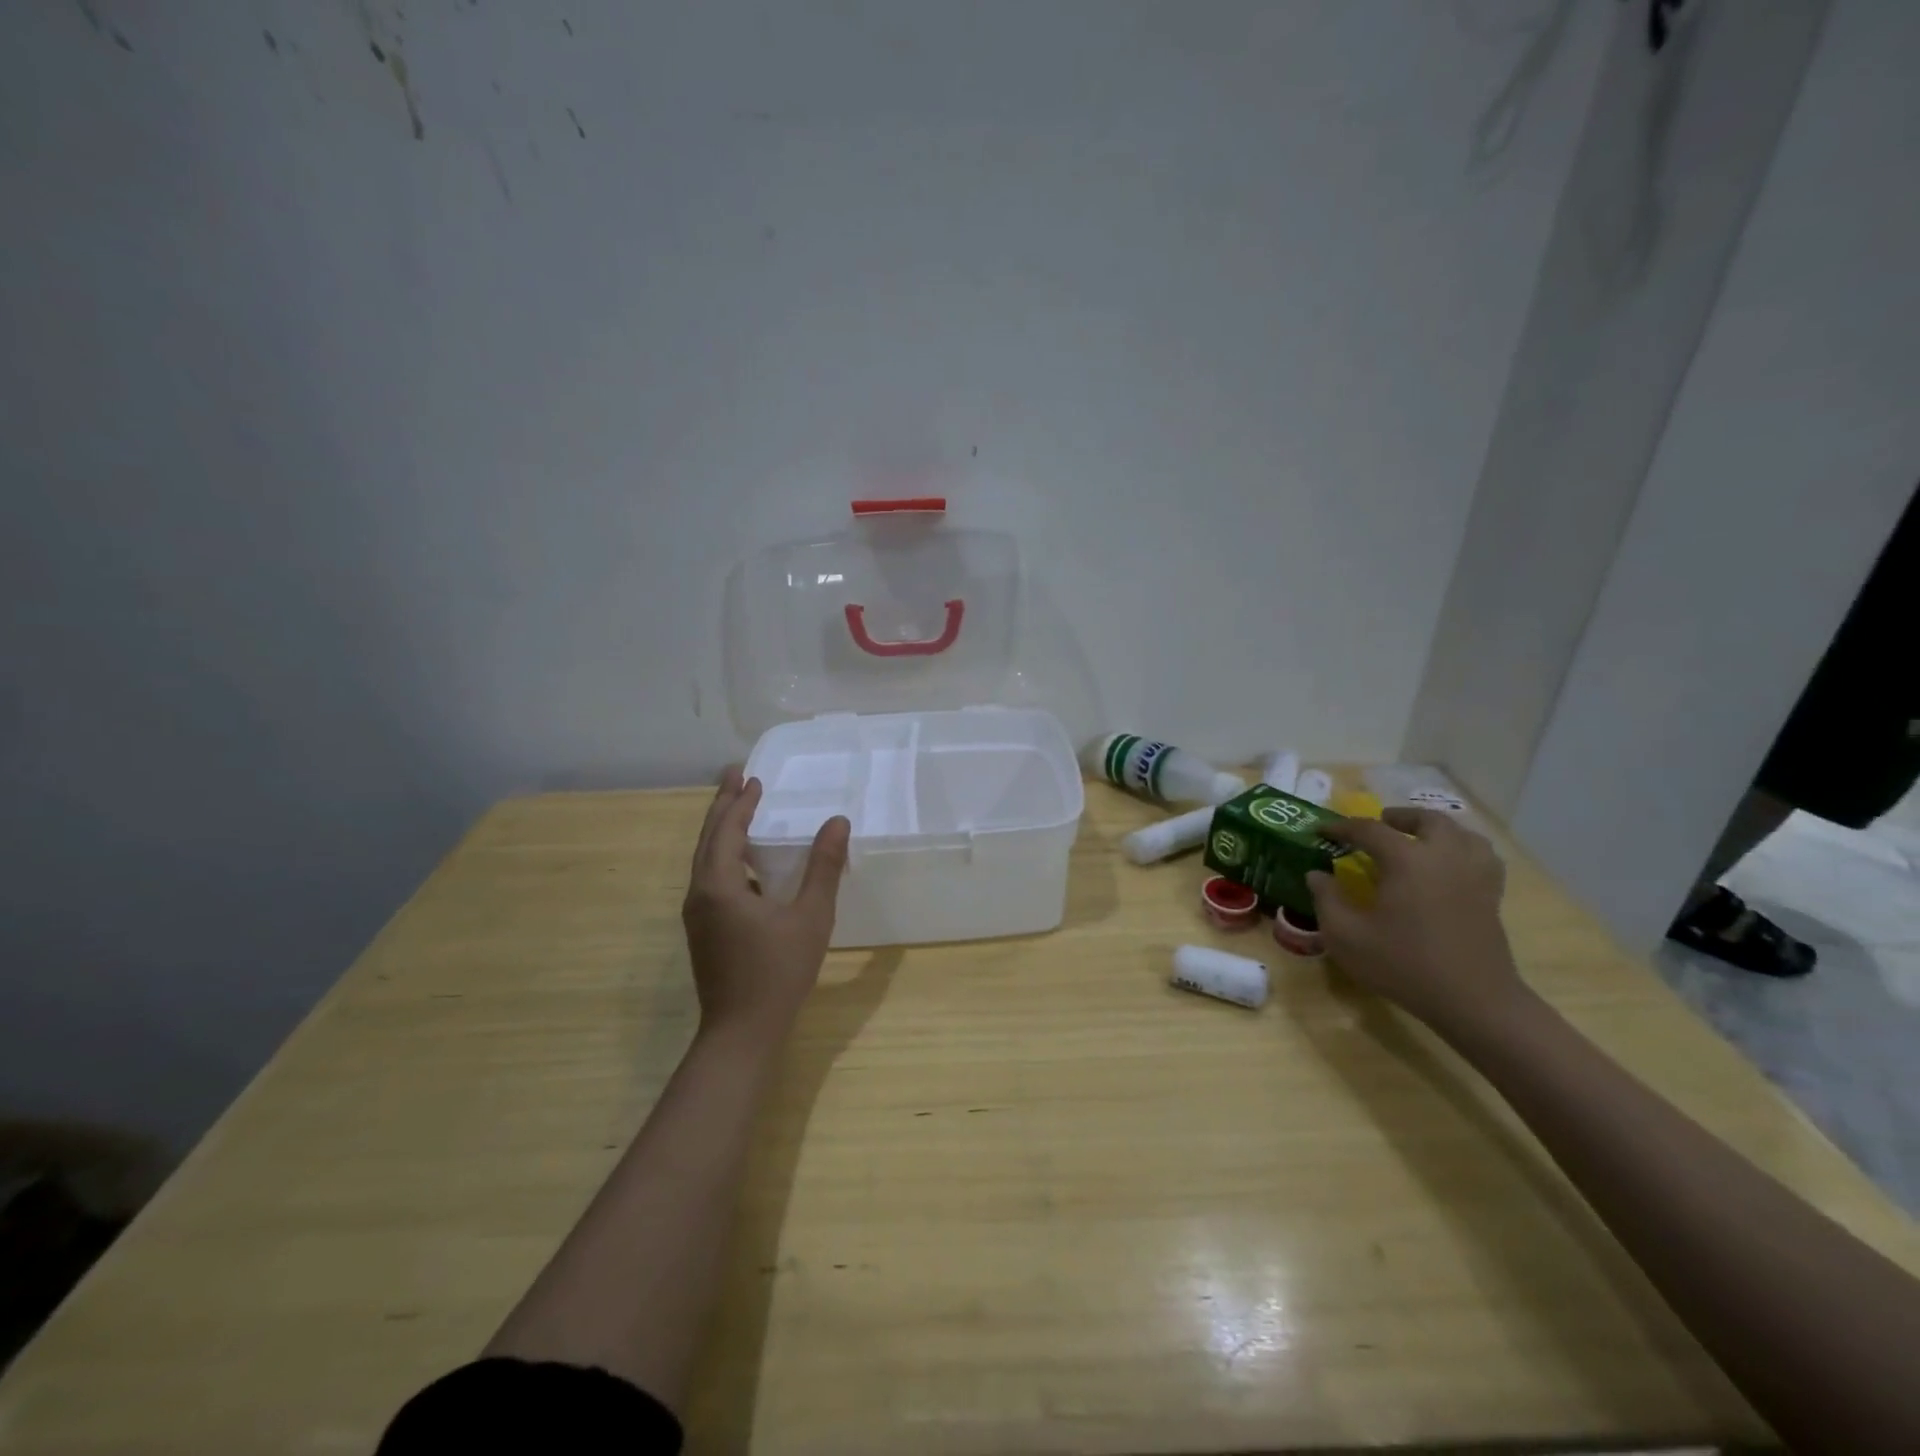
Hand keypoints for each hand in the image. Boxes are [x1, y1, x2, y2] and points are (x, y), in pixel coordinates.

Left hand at [681, 768, 850, 1042]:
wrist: (742, 1032)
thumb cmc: (779, 972)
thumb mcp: (811, 917)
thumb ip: (824, 868)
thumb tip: (837, 822)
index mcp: (719, 886)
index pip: (726, 830)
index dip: (740, 802)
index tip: (751, 776)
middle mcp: (700, 895)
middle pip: (708, 840)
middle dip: (722, 806)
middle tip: (735, 777)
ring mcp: (697, 915)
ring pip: (705, 861)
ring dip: (722, 831)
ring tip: (740, 810)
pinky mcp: (704, 932)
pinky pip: (710, 880)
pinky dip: (725, 858)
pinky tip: (747, 865)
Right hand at [1305, 808, 1528, 1035]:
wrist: (1473, 1002)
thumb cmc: (1404, 965)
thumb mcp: (1346, 937)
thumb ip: (1326, 899)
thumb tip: (1316, 874)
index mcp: (1406, 860)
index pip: (1369, 829)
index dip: (1341, 827)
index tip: (1321, 831)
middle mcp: (1444, 856)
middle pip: (1426, 820)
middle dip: (1399, 818)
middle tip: (1378, 826)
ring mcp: (1474, 874)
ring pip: (1461, 833)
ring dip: (1435, 829)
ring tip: (1418, 839)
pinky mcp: (1491, 895)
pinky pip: (1482, 856)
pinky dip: (1463, 849)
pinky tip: (1450, 864)